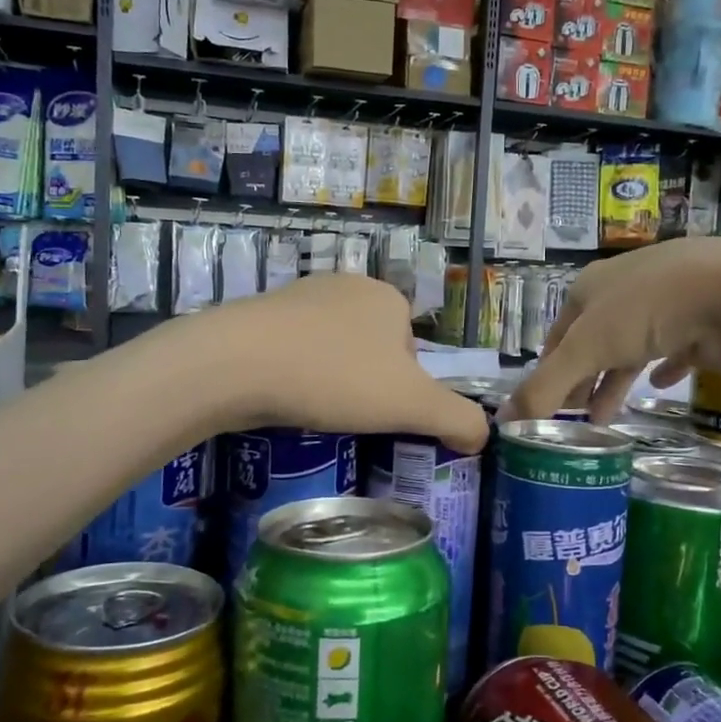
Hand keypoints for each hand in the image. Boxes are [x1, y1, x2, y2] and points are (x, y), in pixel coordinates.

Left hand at [193, 276, 489, 451]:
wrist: (236, 363)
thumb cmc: (335, 377)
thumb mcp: (411, 405)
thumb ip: (458, 419)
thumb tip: (483, 435)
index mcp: (388, 298)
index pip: (413, 351)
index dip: (404, 389)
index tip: (381, 414)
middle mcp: (347, 286)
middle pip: (373, 350)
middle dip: (364, 385)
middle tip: (346, 416)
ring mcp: (299, 296)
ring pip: (331, 350)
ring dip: (328, 379)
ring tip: (311, 409)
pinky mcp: (259, 314)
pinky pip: (292, 350)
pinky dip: (293, 374)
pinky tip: (280, 395)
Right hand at [505, 239, 720, 421]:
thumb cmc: (646, 311)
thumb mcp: (586, 349)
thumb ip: (544, 387)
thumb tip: (503, 422)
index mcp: (589, 289)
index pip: (557, 336)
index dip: (547, 373)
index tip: (543, 408)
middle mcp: (623, 291)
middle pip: (592, 345)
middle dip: (580, 383)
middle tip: (572, 421)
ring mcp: (665, 304)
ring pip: (630, 350)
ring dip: (614, 383)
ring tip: (603, 420)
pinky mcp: (700, 323)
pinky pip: (673, 350)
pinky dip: (661, 370)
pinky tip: (657, 388)